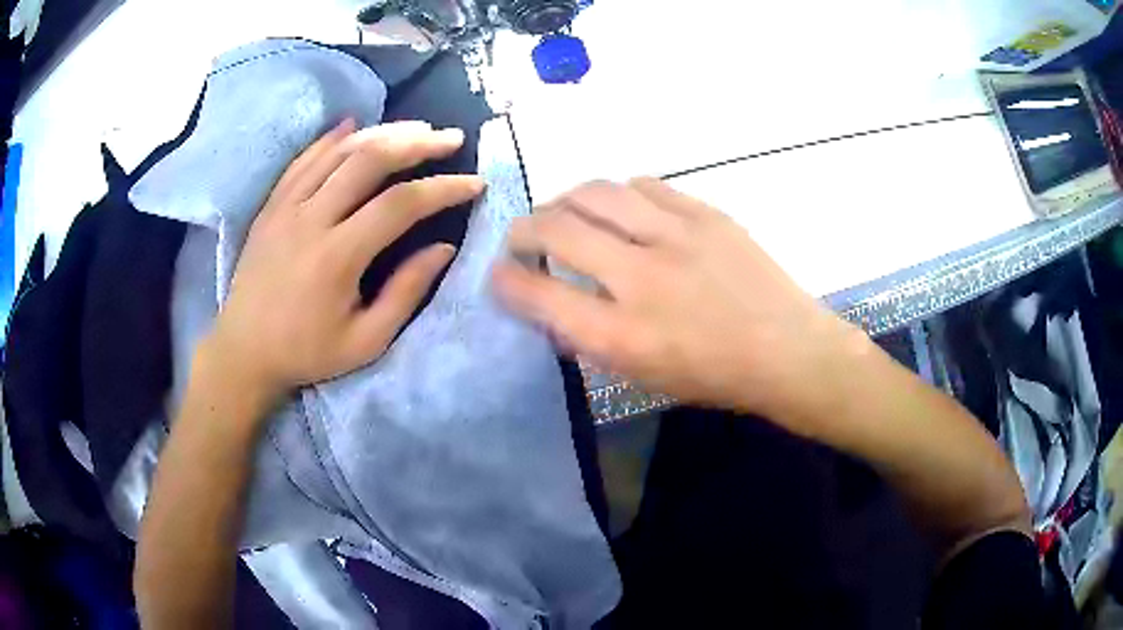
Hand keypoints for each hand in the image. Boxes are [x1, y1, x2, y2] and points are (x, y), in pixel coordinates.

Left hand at [205, 119, 484, 407]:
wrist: (244, 351)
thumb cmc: (307, 352)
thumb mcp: (365, 341)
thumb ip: (406, 292)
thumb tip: (444, 249)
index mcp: (337, 257)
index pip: (400, 204)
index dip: (443, 189)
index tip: (475, 183)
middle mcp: (311, 219)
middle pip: (370, 160)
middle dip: (417, 142)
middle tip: (450, 138)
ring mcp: (286, 207)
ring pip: (338, 151)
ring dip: (382, 133)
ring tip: (416, 128)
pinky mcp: (271, 206)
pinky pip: (304, 160)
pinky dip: (332, 139)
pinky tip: (354, 125)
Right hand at [492, 178, 866, 427]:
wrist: (788, 351)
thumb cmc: (715, 377)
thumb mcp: (643, 377)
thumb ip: (592, 339)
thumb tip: (555, 303)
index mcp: (622, 335)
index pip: (538, 293)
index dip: (505, 280)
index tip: (498, 274)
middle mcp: (641, 278)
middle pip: (558, 228)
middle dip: (523, 229)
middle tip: (521, 235)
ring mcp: (676, 237)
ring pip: (597, 193)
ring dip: (565, 199)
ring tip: (563, 210)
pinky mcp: (705, 214)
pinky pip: (644, 185)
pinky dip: (619, 194)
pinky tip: (620, 206)